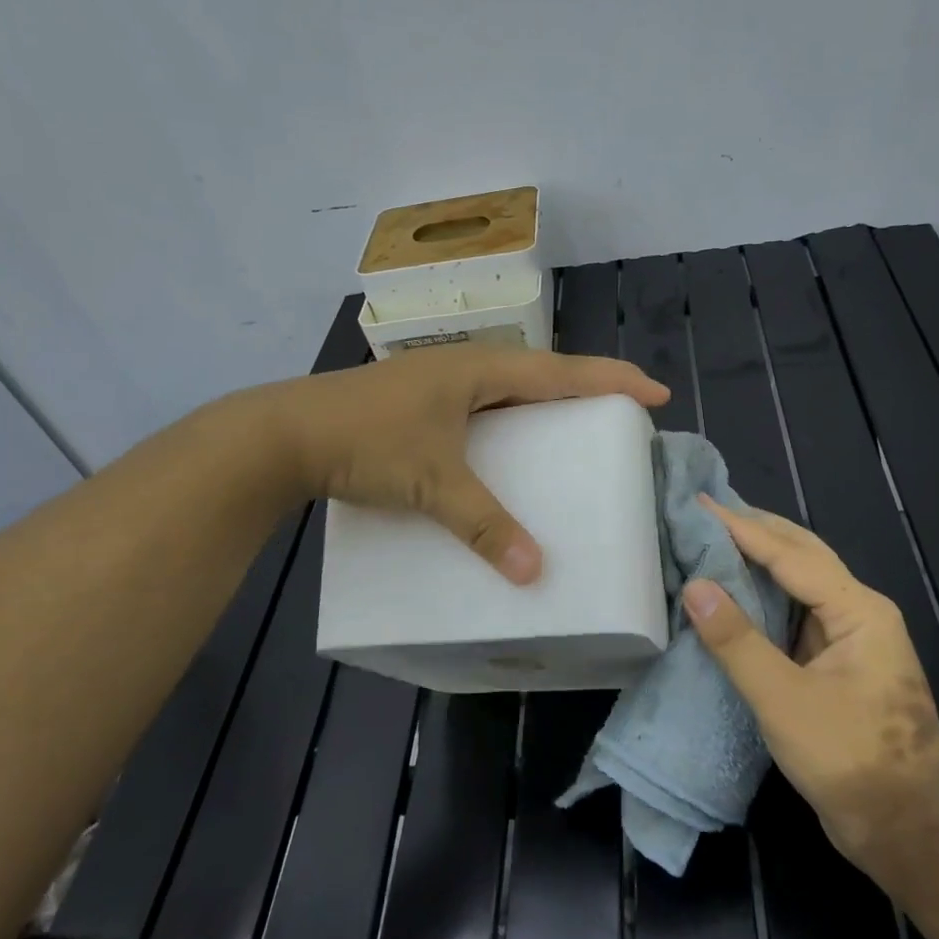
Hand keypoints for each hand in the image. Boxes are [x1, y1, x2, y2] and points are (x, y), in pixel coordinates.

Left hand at [254, 345, 667, 582]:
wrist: (283, 434)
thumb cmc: (366, 441)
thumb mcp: (432, 482)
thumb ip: (484, 524)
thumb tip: (535, 572)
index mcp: (479, 370)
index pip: (561, 371)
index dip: (611, 380)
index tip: (655, 393)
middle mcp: (464, 367)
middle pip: (540, 372)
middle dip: (584, 388)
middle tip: (620, 414)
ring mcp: (437, 381)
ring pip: (508, 387)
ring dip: (544, 401)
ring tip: (574, 427)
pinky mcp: (417, 401)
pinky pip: (482, 404)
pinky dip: (510, 418)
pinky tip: (508, 444)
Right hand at [683, 499, 938, 885]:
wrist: (912, 833)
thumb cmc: (852, 762)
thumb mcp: (784, 702)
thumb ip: (737, 641)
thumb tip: (695, 586)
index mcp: (858, 611)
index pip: (790, 554)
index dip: (741, 528)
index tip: (699, 504)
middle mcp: (859, 611)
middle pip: (802, 553)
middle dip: (755, 529)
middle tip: (704, 512)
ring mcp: (851, 637)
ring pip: (800, 579)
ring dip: (759, 556)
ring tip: (713, 537)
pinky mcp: (838, 661)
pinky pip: (796, 610)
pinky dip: (763, 591)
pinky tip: (735, 589)